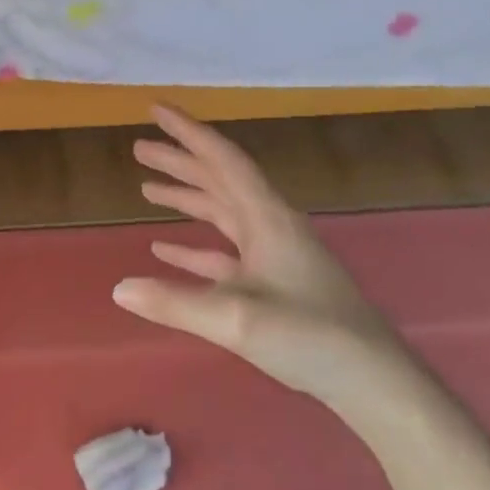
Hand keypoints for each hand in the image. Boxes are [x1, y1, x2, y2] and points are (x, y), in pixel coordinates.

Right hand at [113, 107, 431, 426]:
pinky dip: (194, 245)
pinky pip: (224, 252)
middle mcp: (270, 226)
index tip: (156, 110)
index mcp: (267, 219)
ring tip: (146, 188)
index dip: (188, 133)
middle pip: (220, 181)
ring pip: (222, 213)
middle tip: (139, 148)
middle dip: (180, 162)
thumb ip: (174, 303)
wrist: (371, 379)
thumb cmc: (310, 336)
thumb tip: (118, 288)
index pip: (223, 161)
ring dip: (186, 198)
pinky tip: (166, 247)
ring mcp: (273, 255)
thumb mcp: (236, 319)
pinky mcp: (273, 283)